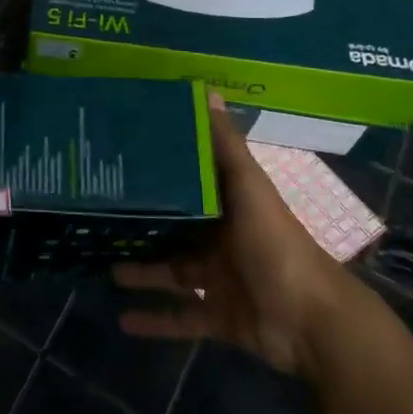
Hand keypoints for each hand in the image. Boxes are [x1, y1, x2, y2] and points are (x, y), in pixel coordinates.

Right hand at [114, 92, 359, 382]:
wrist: (312, 322)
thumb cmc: (275, 247)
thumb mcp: (249, 189)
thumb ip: (226, 147)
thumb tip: (207, 90)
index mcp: (230, 206)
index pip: (190, 184)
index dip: (160, 174)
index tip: (122, 164)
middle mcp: (223, 239)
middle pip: (176, 229)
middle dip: (142, 225)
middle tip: (100, 218)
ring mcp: (222, 281)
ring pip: (172, 272)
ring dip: (141, 270)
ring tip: (102, 266)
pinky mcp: (220, 317)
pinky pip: (181, 318)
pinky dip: (155, 320)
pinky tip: (123, 320)